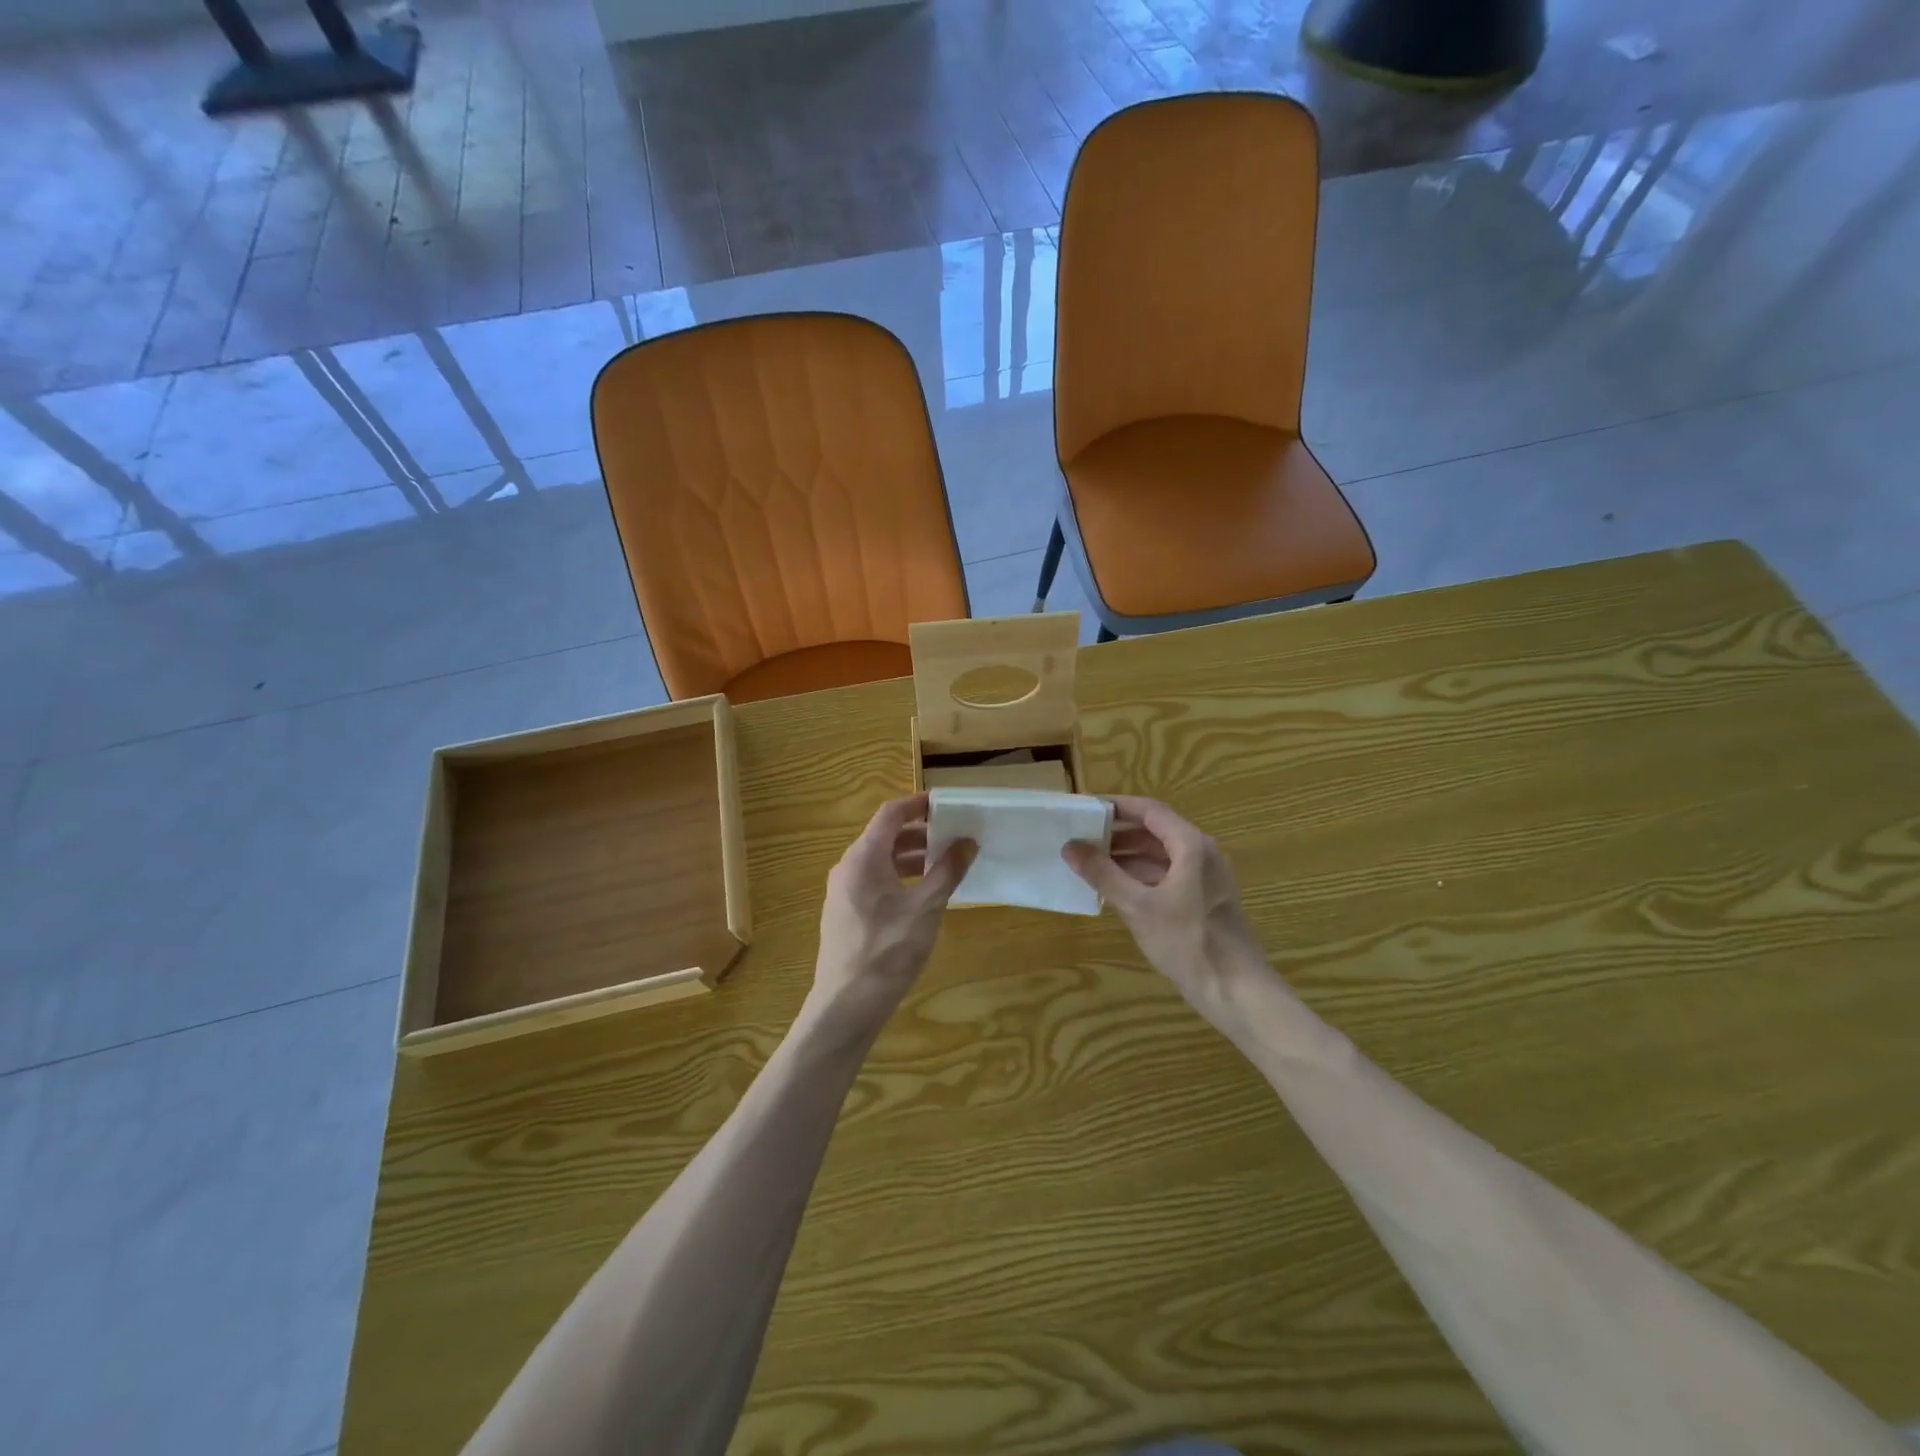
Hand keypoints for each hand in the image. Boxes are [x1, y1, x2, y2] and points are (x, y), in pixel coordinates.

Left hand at [807, 794, 973, 1039]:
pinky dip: (898, 876)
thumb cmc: (887, 951)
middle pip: (884, 836)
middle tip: (952, 836)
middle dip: (919, 833)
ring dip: (910, 856)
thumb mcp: (925, 909)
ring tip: (944, 864)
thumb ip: (947, 871)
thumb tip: (968, 842)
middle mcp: (848, 867)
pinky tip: (922, 894)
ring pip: (879, 860)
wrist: (846, 1005)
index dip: (917, 804)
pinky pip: (873, 880)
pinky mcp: (844, 912)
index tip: (945, 804)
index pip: (889, 814)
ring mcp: (842, 891)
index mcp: (863, 858)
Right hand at [1063, 796, 1264, 1017]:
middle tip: (1081, 838)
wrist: (1236, 991)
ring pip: (1161, 854)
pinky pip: (1168, 874)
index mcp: (1191, 845)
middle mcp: (1202, 853)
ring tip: (1091, 863)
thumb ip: (1103, 873)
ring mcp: (1205, 877)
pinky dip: (1141, 875)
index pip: (1149, 810)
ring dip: (1128, 856)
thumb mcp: (1138, 907)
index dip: (1117, 806)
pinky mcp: (1204, 899)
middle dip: (1118, 833)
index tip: (1085, 809)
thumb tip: (1070, 846)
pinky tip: (1116, 889)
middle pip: (1155, 830)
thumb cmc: (1187, 942)